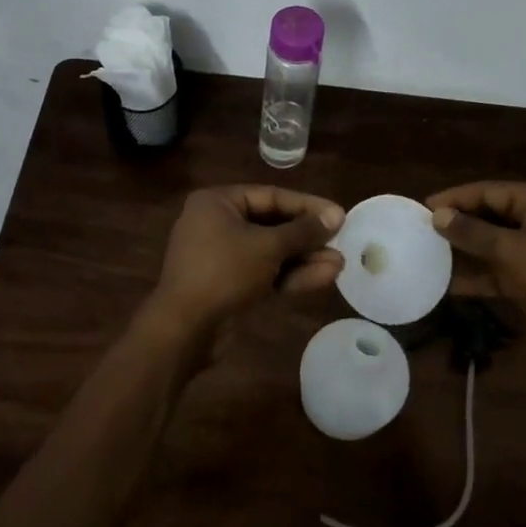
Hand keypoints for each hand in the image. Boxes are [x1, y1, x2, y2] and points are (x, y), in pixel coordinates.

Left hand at [150, 185, 345, 329]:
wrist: (184, 330)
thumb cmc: (223, 272)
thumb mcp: (267, 246)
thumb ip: (303, 231)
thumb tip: (335, 216)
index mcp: (217, 203)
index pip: (270, 196)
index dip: (307, 206)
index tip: (338, 215)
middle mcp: (218, 224)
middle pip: (272, 224)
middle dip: (307, 237)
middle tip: (341, 241)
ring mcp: (223, 258)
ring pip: (271, 253)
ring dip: (304, 258)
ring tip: (340, 264)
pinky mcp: (230, 286)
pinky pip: (265, 273)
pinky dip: (291, 275)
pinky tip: (324, 276)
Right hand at [426, 181, 525, 343]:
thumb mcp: (508, 251)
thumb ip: (471, 231)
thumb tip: (438, 215)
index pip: (488, 190)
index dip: (455, 198)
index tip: (424, 207)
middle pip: (492, 213)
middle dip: (460, 222)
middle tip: (425, 228)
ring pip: (496, 241)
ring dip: (468, 249)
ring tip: (432, 252)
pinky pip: (503, 268)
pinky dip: (482, 274)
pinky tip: (451, 284)